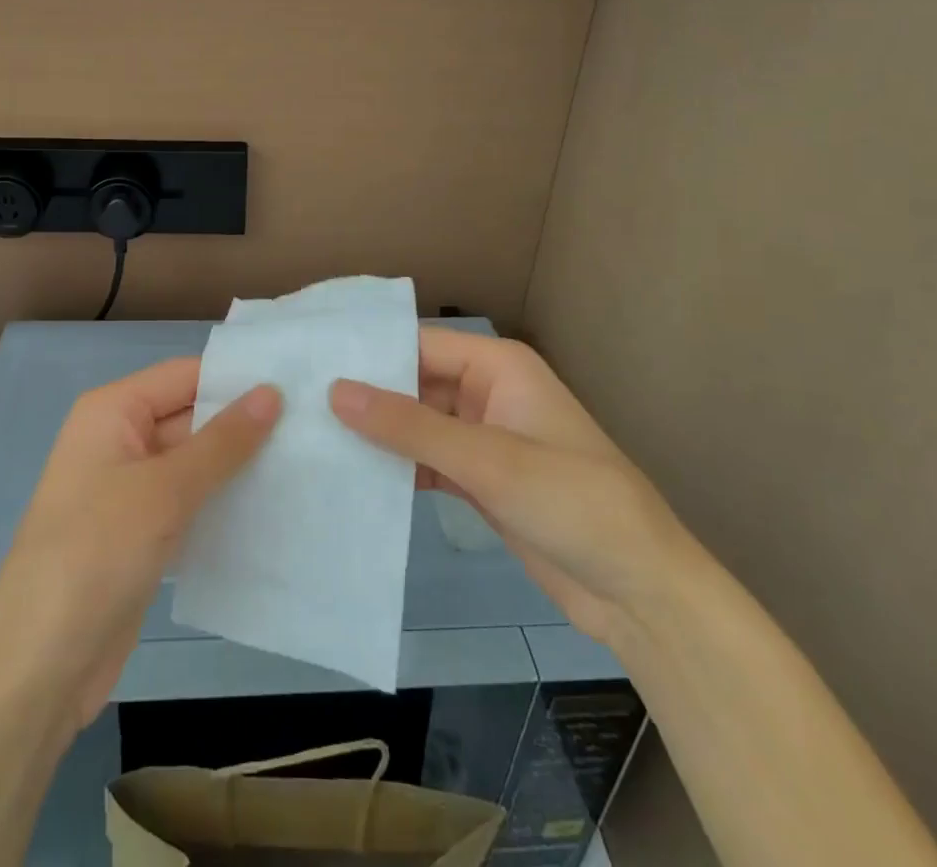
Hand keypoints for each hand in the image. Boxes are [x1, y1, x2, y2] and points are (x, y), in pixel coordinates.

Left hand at [0, 359, 280, 725]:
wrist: (40, 664)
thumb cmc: (96, 553)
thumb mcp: (165, 489)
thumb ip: (222, 441)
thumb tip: (272, 391)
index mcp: (112, 412)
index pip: (185, 376)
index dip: (236, 378)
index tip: (298, 383)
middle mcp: (119, 440)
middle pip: (191, 416)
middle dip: (244, 424)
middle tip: (314, 424)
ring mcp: (129, 490)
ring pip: (194, 462)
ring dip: (238, 466)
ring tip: (306, 461)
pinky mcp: (141, 533)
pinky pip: (189, 502)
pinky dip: (223, 502)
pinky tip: (273, 507)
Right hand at [329, 329, 690, 643]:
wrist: (640, 593)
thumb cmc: (573, 502)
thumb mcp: (488, 459)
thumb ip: (409, 426)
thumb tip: (335, 391)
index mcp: (497, 366)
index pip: (418, 344)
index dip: (367, 351)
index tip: (308, 361)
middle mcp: (486, 393)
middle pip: (413, 384)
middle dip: (365, 396)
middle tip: (296, 403)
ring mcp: (482, 439)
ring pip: (416, 425)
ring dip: (376, 435)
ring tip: (309, 438)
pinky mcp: (479, 481)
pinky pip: (426, 462)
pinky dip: (396, 469)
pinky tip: (350, 478)